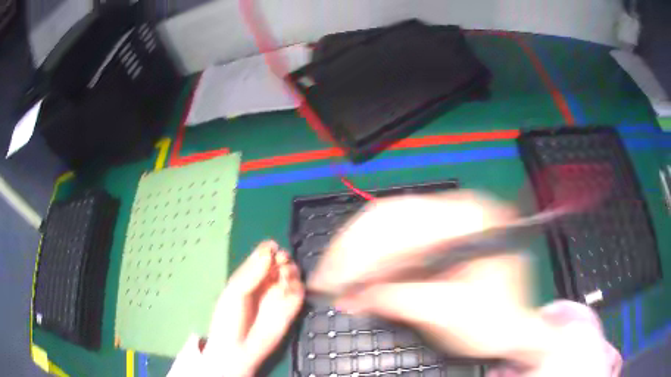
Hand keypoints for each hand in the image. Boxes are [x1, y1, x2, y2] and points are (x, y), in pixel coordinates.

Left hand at [202, 240, 303, 376]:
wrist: (238, 349)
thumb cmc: (229, 318)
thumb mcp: (235, 291)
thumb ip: (252, 272)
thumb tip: (270, 249)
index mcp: (249, 276)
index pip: (264, 255)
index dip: (270, 250)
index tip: (273, 250)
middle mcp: (266, 284)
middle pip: (280, 263)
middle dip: (283, 258)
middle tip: (282, 261)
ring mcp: (279, 296)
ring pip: (292, 275)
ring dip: (292, 271)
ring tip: (285, 275)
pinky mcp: (291, 310)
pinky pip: (299, 292)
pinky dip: (297, 286)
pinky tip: (290, 288)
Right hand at [309, 191, 560, 367]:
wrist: (515, 327)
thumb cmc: (493, 323)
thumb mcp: (449, 315)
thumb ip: (401, 300)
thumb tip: (354, 296)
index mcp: (471, 219)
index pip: (403, 223)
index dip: (361, 254)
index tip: (333, 282)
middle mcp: (459, 207)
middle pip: (390, 215)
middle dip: (352, 249)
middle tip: (327, 279)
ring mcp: (449, 217)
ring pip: (389, 222)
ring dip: (358, 251)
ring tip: (336, 278)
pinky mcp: (441, 233)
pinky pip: (397, 236)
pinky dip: (373, 257)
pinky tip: (359, 275)